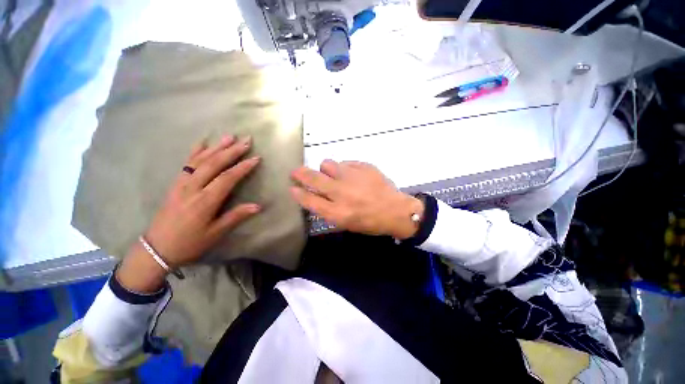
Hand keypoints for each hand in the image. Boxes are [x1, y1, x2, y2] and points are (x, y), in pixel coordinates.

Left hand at [117, 135, 260, 291]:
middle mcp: (193, 188)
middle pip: (214, 164)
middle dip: (232, 151)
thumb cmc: (190, 243)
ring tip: (230, 137)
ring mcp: (181, 184)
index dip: (243, 167)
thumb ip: (236, 216)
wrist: (157, 248)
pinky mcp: (175, 184)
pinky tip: (203, 143)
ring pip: (200, 160)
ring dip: (216, 147)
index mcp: (205, 201)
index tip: (256, 158)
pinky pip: (185, 164)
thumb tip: (258, 206)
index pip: (227, 178)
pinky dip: (195, 152)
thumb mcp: (215, 233)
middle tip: (246, 141)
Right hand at [290, 160, 423, 238]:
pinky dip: (345, 168)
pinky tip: (353, 176)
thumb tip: (314, 195)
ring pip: (327, 164)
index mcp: (337, 212)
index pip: (309, 200)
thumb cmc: (370, 222)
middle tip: (296, 172)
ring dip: (326, 169)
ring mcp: (353, 177)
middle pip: (313, 178)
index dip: (298, 193)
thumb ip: (328, 210)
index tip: (292, 188)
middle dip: (301, 174)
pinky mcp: (363, 166)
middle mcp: (341, 193)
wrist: (395, 211)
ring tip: (333, 174)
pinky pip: (345, 162)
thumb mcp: (346, 223)